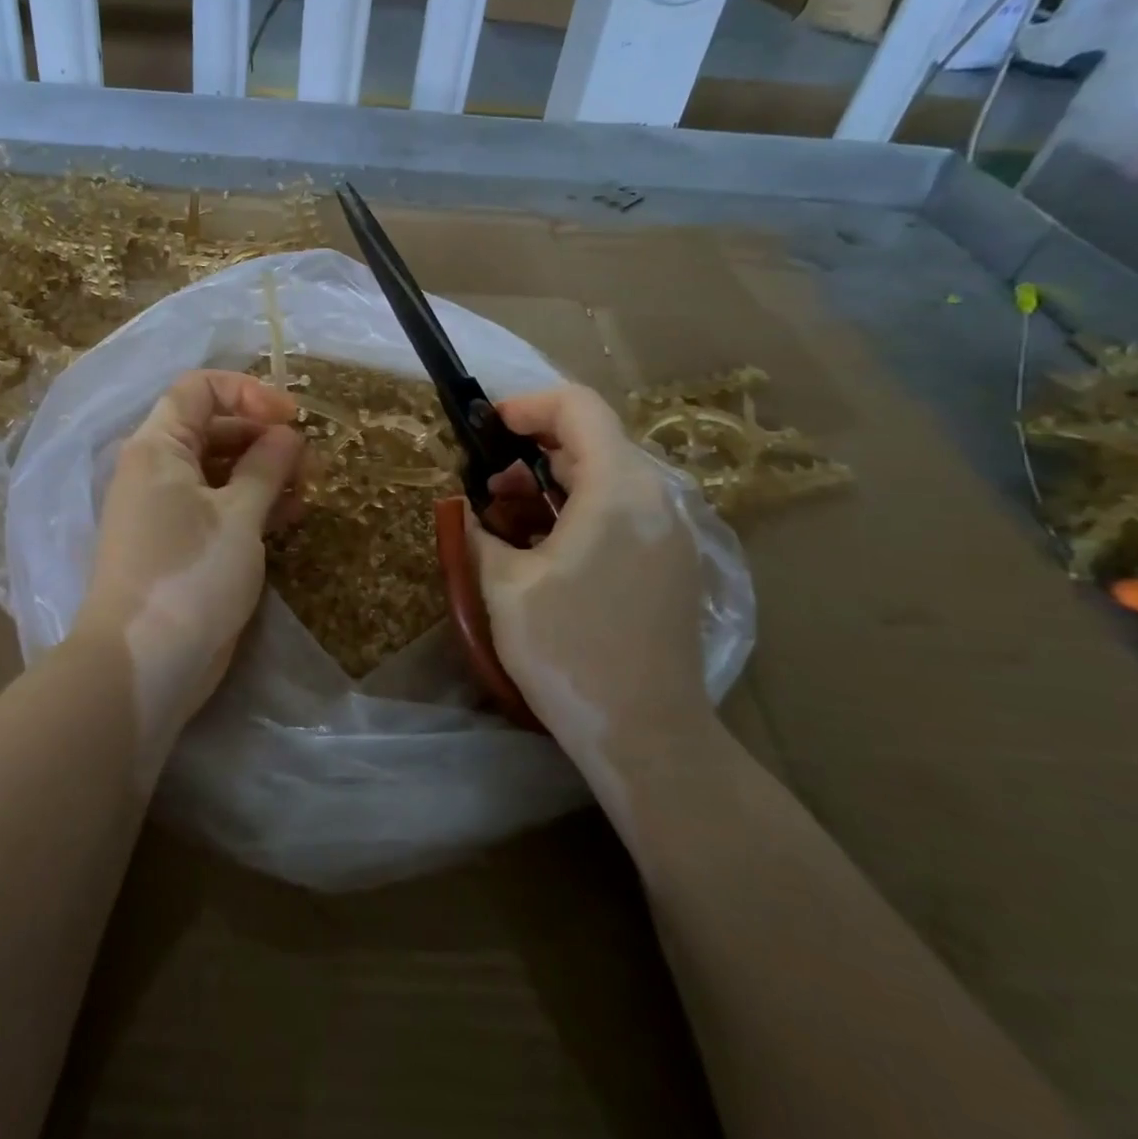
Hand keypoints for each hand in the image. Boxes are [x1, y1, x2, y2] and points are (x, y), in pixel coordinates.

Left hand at [76, 370, 305, 744]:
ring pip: (220, 471)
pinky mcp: (182, 545)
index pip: (199, 390)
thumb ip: (266, 466)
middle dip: (264, 438)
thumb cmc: (190, 574)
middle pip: (214, 429)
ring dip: (264, 474)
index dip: (248, 393)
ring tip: (307, 491)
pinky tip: (289, 517)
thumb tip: (287, 434)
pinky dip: (252, 505)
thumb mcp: (239, 515)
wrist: (145, 663)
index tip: (292, 417)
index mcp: (159, 447)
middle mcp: (158, 470)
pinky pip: (220, 507)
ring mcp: (168, 510)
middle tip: (310, 462)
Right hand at [469, 386, 713, 782]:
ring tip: (506, 519)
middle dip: (532, 449)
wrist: (647, 733)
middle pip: (593, 439)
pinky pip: (620, 510)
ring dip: (552, 482)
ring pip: (606, 477)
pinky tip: (543, 549)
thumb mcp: (504, 586)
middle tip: (486, 485)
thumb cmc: (569, 651)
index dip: (527, 404)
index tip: (485, 428)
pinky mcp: (670, 563)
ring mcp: (669, 532)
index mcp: (617, 489)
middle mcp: (654, 498)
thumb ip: (478, 531)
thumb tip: (467, 508)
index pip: (578, 406)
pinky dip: (577, 509)